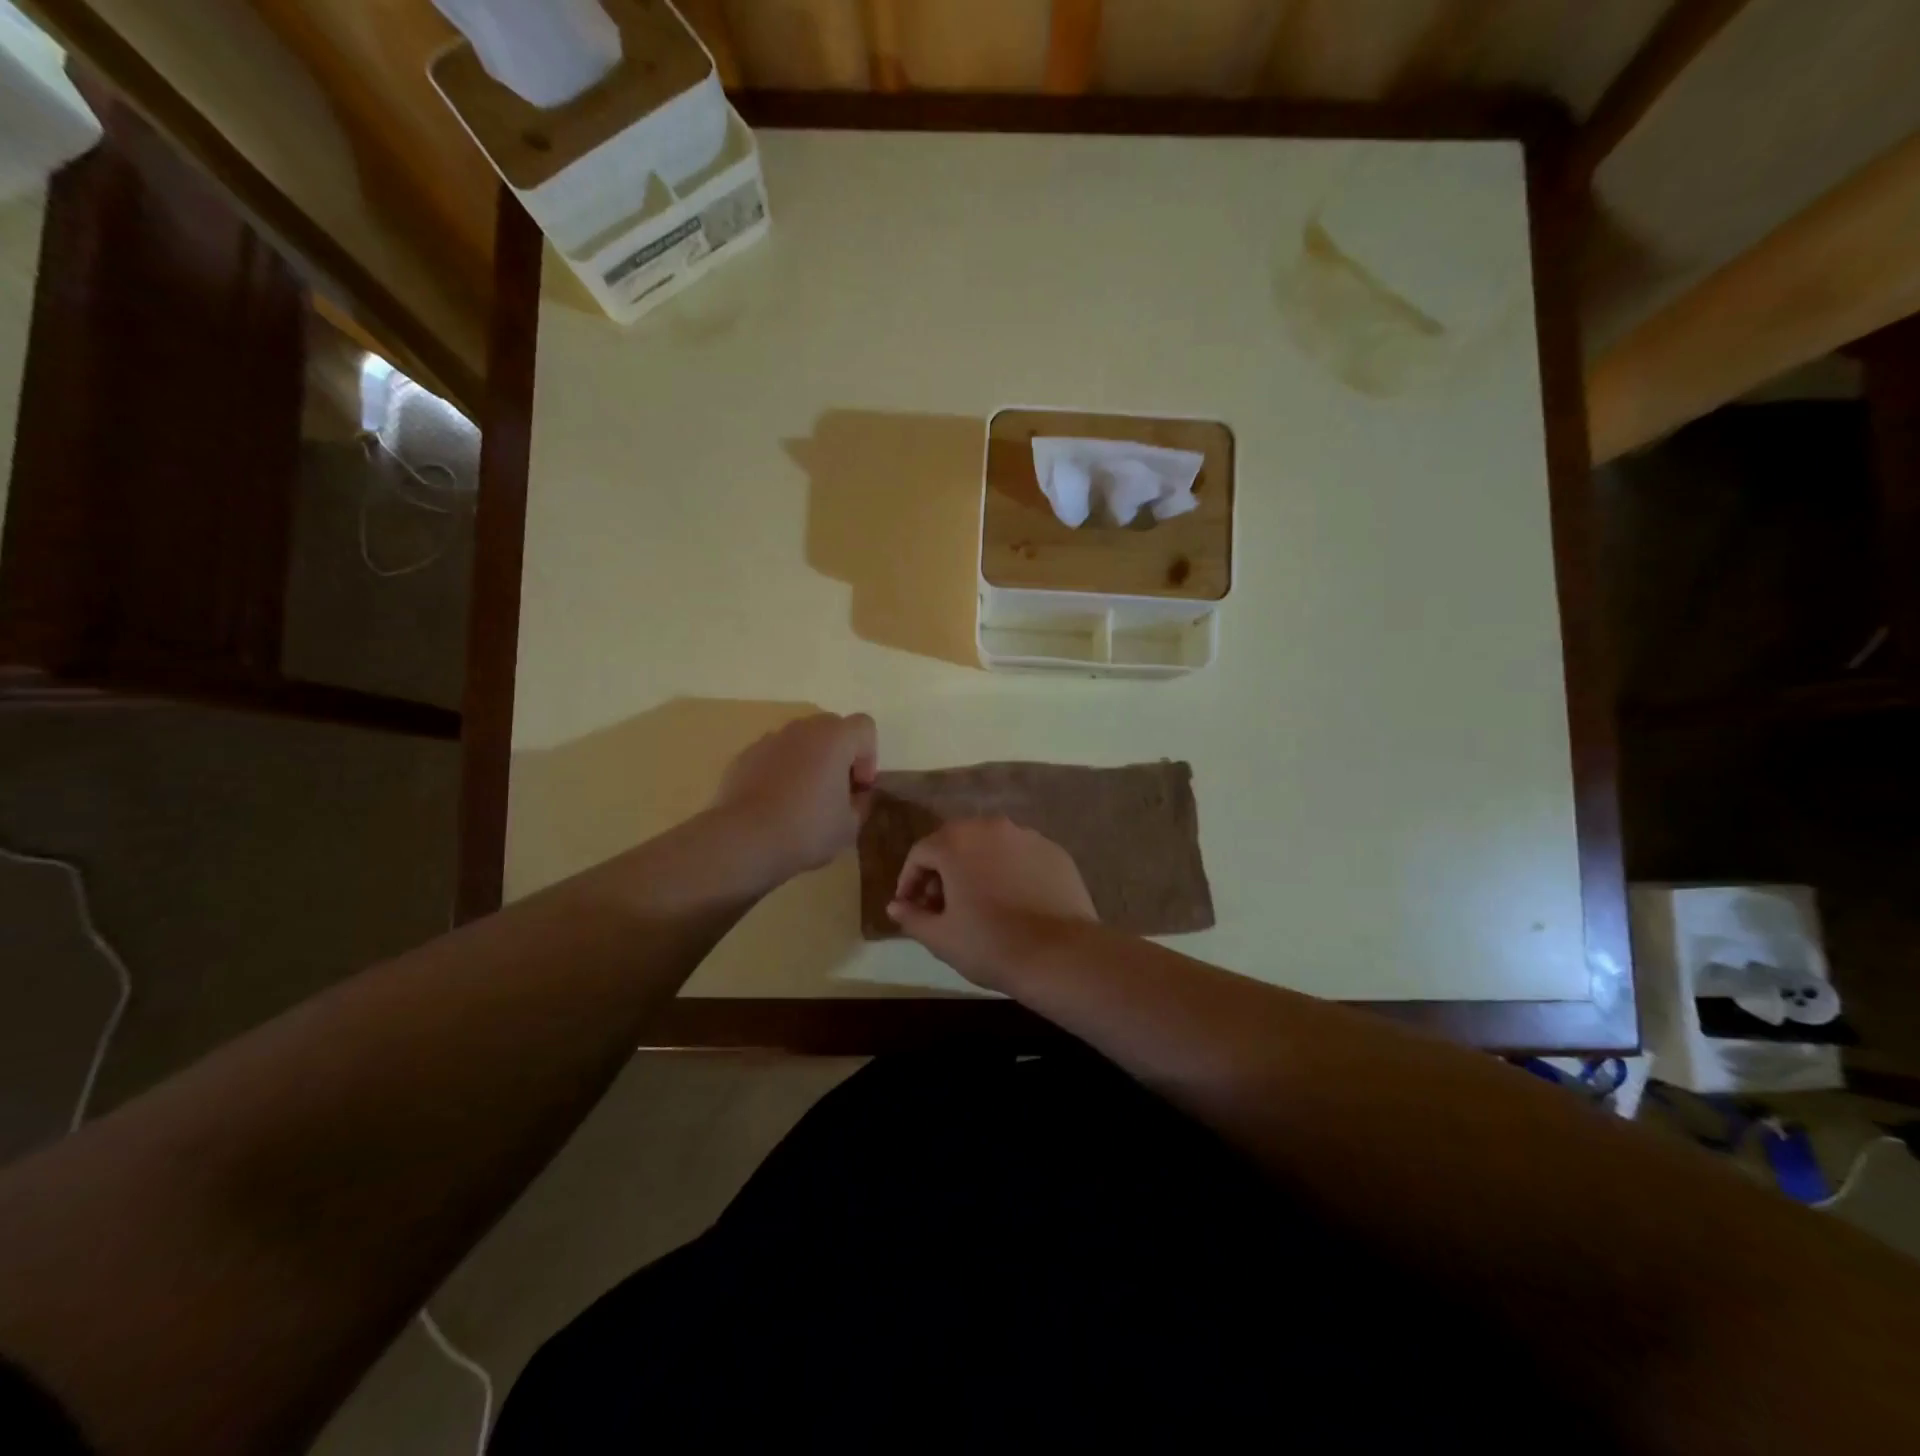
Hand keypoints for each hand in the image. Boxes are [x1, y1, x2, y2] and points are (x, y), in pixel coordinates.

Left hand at [711, 712, 876, 885]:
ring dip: (809, 761)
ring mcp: (769, 740)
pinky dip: (780, 771)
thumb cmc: (806, 829)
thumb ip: (861, 803)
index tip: (859, 787)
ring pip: (800, 741)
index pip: (864, 727)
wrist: (744, 840)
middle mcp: (803, 729)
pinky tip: (775, 803)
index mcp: (835, 738)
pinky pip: (773, 756)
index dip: (869, 755)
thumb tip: (857, 795)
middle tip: (835, 790)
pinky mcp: (744, 756)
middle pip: (832, 728)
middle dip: (839, 754)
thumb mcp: (849, 825)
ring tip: (802, 798)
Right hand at [886, 818, 1096, 990]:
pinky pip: (1020, 855)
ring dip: (976, 866)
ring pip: (990, 846)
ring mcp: (1027, 836)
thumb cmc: (990, 944)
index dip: (909, 880)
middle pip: (956, 842)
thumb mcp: (941, 937)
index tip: (910, 906)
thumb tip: (895, 906)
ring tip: (977, 901)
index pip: (920, 853)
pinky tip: (1012, 900)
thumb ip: (912, 916)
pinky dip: (1009, 870)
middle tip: (940, 904)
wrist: (1060, 954)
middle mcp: (991, 827)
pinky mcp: (1054, 850)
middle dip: (942, 870)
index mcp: (956, 842)